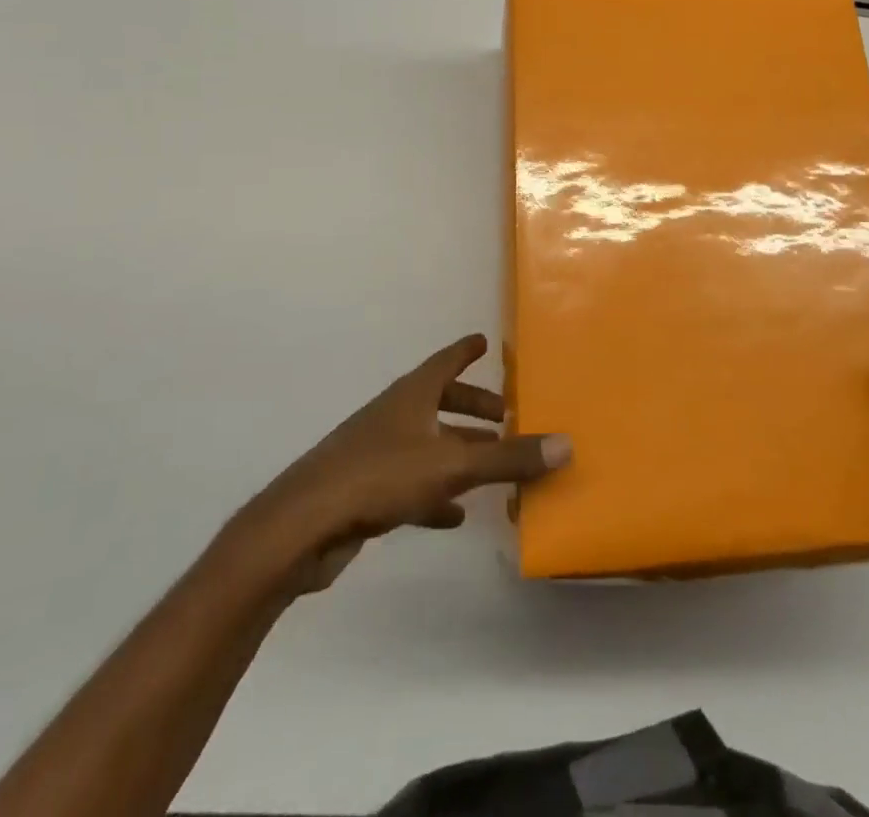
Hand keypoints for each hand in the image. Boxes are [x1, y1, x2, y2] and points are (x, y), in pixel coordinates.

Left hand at [252, 334, 570, 591]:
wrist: (302, 526)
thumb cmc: (379, 476)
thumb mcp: (451, 466)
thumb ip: (507, 458)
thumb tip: (566, 444)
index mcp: (411, 396)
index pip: (445, 362)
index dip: (466, 351)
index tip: (484, 341)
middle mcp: (395, 416)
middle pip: (439, 401)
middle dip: (472, 407)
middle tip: (505, 416)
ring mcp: (377, 452)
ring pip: (428, 443)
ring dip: (458, 450)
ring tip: (491, 463)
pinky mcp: (366, 491)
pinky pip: (412, 484)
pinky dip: (436, 493)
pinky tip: (455, 515)